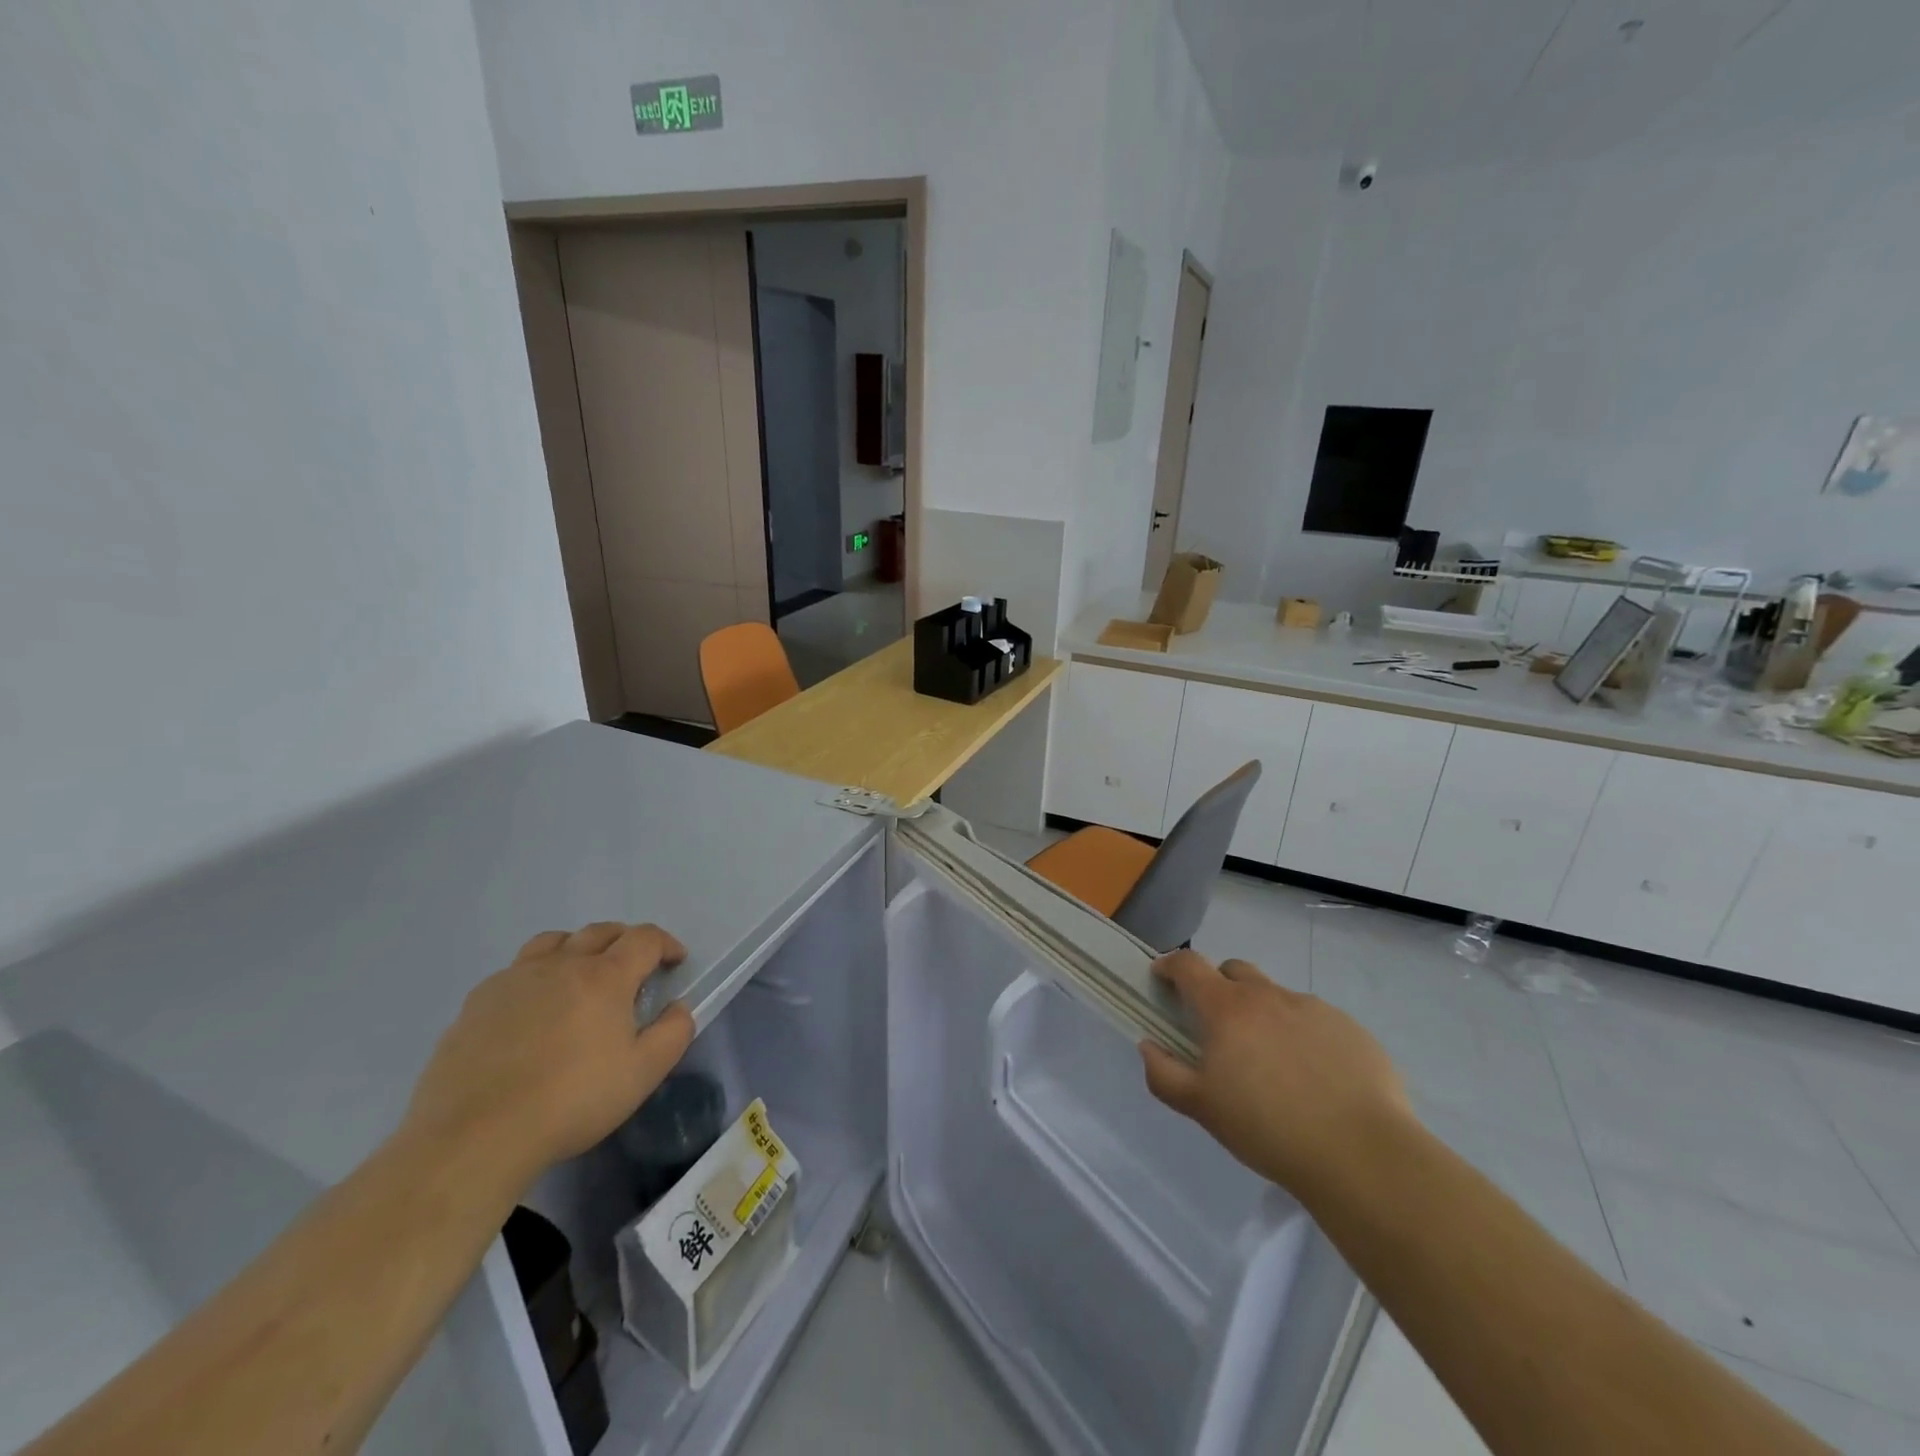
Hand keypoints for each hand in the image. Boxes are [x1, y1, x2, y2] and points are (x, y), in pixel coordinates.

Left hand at [403, 922, 694, 1186]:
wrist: (476, 1136)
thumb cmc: (572, 1101)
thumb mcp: (643, 1074)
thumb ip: (673, 1033)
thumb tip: (678, 1007)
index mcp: (605, 976)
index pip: (644, 938)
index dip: (665, 944)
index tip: (674, 962)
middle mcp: (562, 964)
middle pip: (600, 931)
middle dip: (625, 940)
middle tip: (634, 966)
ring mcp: (514, 979)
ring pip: (553, 942)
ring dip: (577, 948)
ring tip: (580, 975)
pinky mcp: (477, 1002)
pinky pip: (515, 971)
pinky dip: (536, 976)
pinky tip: (532, 1010)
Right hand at [1140, 950, 1413, 1198]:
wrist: (1362, 1155)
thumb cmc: (1268, 1129)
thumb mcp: (1202, 1109)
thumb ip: (1164, 1074)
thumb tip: (1148, 1045)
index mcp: (1227, 1008)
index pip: (1189, 965)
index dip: (1171, 966)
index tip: (1162, 978)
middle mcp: (1268, 996)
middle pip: (1234, 970)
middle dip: (1219, 987)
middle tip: (1219, 1027)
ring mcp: (1313, 1008)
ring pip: (1276, 997)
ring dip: (1263, 1014)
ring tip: (1273, 1063)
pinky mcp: (1350, 1029)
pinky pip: (1315, 1020)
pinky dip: (1303, 1035)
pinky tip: (1315, 1078)